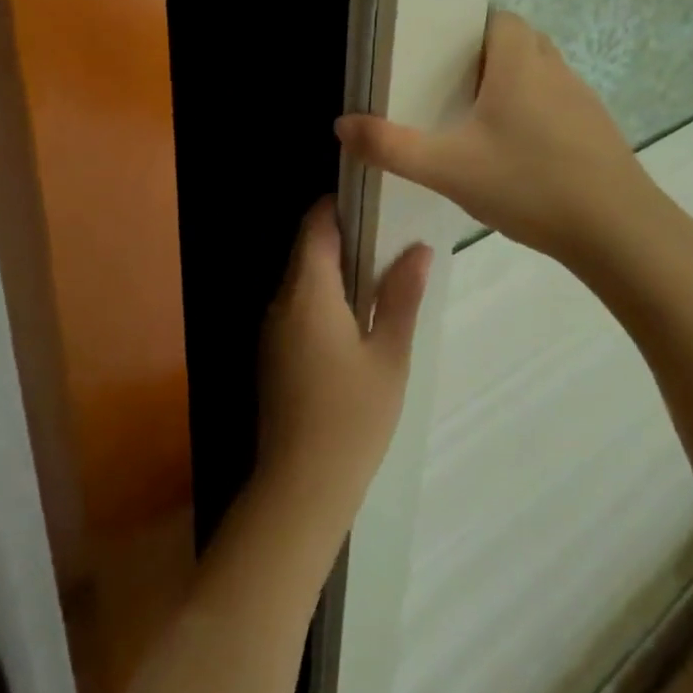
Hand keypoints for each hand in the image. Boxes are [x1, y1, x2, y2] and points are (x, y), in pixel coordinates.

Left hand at [255, 199, 430, 531]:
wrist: (300, 489)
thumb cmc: (352, 418)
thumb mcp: (389, 355)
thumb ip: (401, 297)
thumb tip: (419, 249)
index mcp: (308, 292)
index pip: (315, 224)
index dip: (341, 206)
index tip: (377, 203)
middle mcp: (282, 302)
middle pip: (307, 249)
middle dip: (345, 237)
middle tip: (392, 240)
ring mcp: (273, 330)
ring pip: (302, 279)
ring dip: (336, 269)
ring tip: (383, 276)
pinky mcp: (273, 355)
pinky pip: (298, 307)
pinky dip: (325, 297)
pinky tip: (358, 318)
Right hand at [334, 11, 656, 271]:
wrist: (617, 231)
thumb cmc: (527, 184)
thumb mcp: (447, 169)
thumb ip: (391, 147)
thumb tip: (342, 125)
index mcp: (520, 63)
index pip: (499, 19)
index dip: (471, 31)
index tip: (443, 58)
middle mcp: (555, 70)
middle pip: (521, 43)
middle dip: (488, 60)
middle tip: (454, 92)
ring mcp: (584, 101)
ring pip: (543, 75)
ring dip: (516, 88)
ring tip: (482, 125)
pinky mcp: (599, 132)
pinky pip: (561, 107)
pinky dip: (539, 117)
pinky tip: (521, 158)